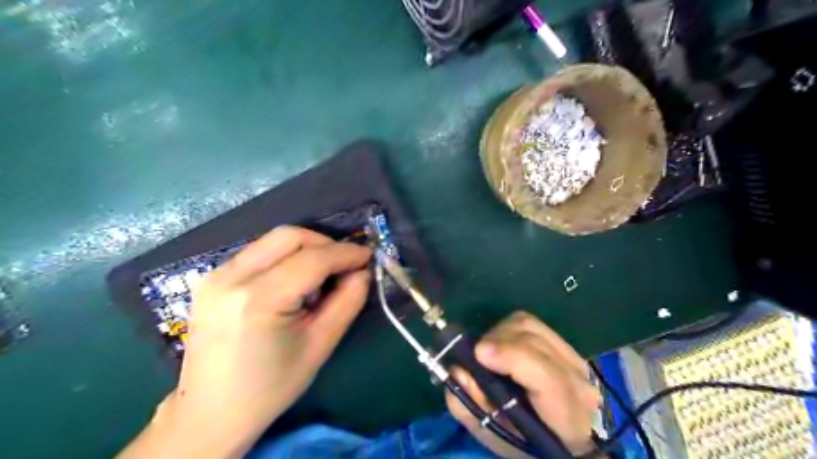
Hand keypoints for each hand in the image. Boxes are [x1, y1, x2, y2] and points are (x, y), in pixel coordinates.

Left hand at [116, 228, 370, 458]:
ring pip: (273, 240)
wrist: (211, 413)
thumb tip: (362, 272)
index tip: (368, 255)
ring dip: (306, 249)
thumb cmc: (271, 386)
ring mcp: (216, 275)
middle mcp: (232, 278)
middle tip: (345, 264)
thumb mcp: (320, 345)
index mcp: (259, 300)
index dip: (345, 253)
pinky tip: (293, 282)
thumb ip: (348, 302)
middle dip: (325, 244)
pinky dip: (285, 257)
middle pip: (289, 237)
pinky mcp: (212, 278)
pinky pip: (258, 252)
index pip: (313, 258)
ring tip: (321, 276)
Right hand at [447, 310, 597, 455]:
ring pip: (530, 325)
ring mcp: (574, 357)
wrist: (564, 438)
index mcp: (567, 415)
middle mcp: (577, 380)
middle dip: (497, 342)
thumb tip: (457, 370)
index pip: (547, 377)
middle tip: (475, 357)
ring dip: (500, 333)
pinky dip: (508, 329)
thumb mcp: (494, 434)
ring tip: (487, 352)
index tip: (479, 353)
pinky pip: (530, 323)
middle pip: (534, 341)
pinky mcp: (565, 344)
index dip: (512, 357)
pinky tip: (501, 346)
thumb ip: (471, 407)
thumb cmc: (526, 442)